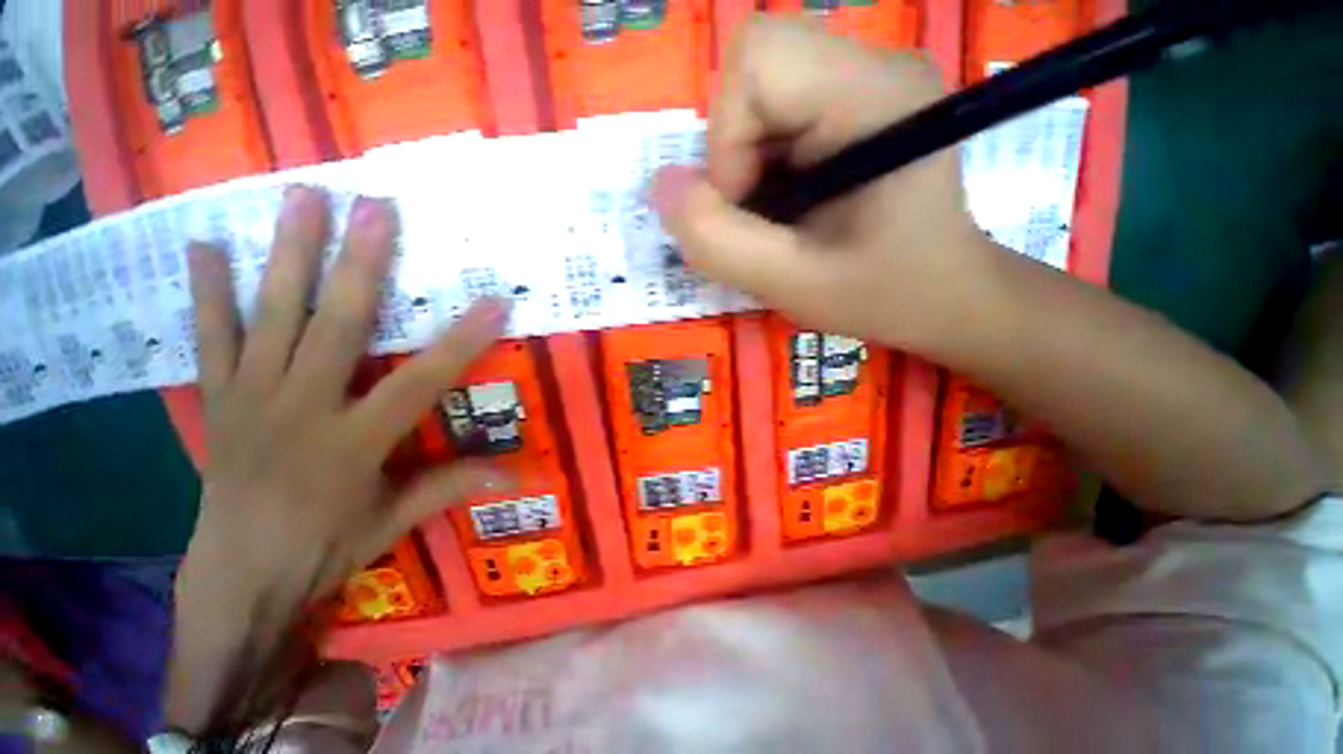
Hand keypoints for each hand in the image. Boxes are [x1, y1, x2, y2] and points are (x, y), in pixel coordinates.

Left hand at [169, 187, 512, 731]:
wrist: (236, 579)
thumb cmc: (323, 550)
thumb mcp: (394, 522)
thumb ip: (450, 485)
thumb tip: (517, 471)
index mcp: (353, 443)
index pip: (421, 381)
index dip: (463, 341)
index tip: (494, 301)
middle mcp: (301, 409)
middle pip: (335, 327)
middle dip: (359, 265)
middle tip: (375, 209)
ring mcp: (251, 398)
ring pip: (271, 317)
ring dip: (287, 255)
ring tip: (301, 198)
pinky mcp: (218, 399)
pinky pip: (211, 339)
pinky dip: (207, 292)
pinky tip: (202, 245)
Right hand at [652, 16, 990, 350]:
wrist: (942, 296)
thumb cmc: (882, 294)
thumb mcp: (793, 283)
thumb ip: (720, 242)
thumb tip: (662, 187)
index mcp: (874, 96)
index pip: (758, 60)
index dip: (727, 141)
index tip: (749, 207)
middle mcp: (873, 67)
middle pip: (753, 74)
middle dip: (733, 157)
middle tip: (761, 217)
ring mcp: (864, 83)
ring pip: (756, 99)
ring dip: (744, 169)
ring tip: (779, 220)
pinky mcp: (851, 107)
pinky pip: (772, 119)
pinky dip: (758, 170)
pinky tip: (788, 208)